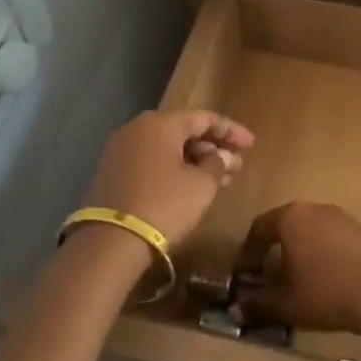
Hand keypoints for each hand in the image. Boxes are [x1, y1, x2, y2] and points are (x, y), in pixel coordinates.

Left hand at [81, 110, 254, 248]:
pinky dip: (173, 169)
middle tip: (236, 164)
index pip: (203, 117)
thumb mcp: (200, 186)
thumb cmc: (163, 205)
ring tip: (220, 178)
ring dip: (194, 160)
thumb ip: (217, 164)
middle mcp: (137, 129)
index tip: (251, 145)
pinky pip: (151, 161)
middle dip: (212, 147)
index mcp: (160, 123)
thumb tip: (223, 156)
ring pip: (166, 147)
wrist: (109, 243)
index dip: (231, 130)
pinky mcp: (111, 173)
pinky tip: (191, 186)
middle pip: (183, 130)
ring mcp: (120, 150)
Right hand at [230, 201, 360, 336]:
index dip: (248, 252)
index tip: (245, 275)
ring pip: (311, 231)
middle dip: (274, 251)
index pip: (259, 227)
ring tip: (297, 281)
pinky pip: (332, 238)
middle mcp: (315, 208)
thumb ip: (258, 305)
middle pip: (286, 226)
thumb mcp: (287, 304)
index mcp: (291, 217)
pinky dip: (322, 254)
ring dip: (300, 252)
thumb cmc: (326, 292)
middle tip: (269, 278)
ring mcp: (342, 217)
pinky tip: (326, 279)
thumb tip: (235, 311)